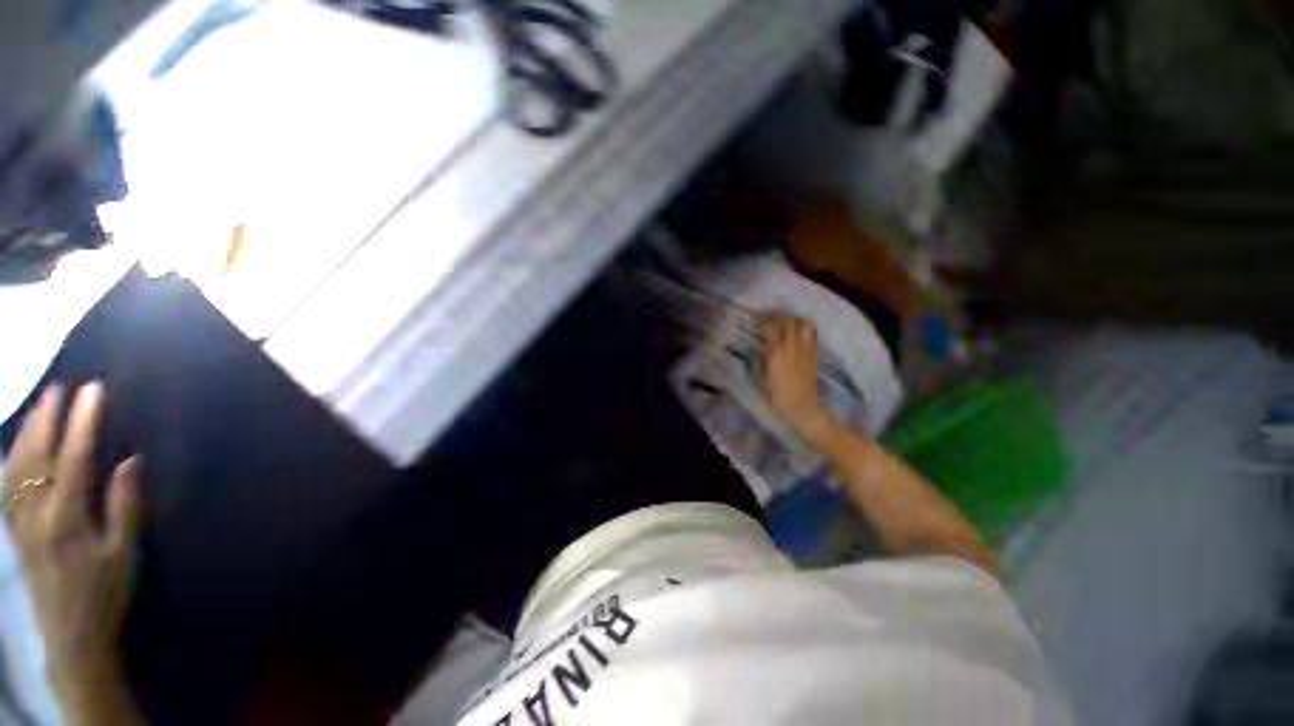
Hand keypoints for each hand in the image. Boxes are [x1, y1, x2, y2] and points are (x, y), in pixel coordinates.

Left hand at [4, 383, 141, 708]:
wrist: (72, 638)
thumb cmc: (105, 593)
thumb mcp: (123, 554)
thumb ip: (124, 506)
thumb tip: (131, 460)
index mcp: (66, 518)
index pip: (73, 458)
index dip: (82, 422)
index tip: (93, 391)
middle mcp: (37, 514)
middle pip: (37, 456)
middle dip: (48, 418)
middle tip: (60, 388)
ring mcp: (20, 523)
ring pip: (15, 467)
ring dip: (26, 432)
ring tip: (38, 406)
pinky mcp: (14, 532)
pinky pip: (5, 487)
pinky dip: (10, 460)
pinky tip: (14, 446)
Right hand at [759, 314, 840, 447]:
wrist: (803, 409)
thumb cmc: (778, 397)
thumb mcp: (762, 379)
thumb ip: (762, 359)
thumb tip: (761, 347)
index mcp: (778, 352)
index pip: (772, 327)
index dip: (763, 320)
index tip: (756, 319)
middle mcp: (793, 347)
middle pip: (788, 321)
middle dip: (778, 316)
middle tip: (769, 318)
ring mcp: (806, 350)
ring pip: (804, 324)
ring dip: (794, 320)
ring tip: (785, 322)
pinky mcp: (813, 356)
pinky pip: (811, 335)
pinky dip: (803, 329)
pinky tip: (797, 334)